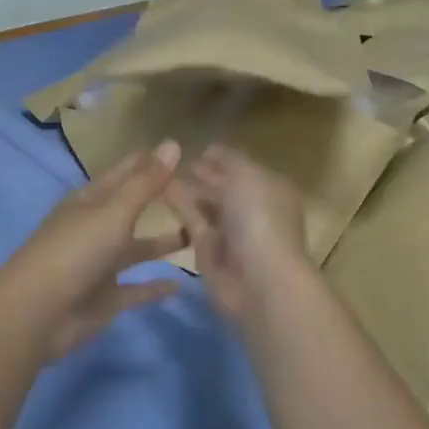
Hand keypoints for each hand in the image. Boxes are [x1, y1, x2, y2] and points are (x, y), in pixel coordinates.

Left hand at [0, 141, 187, 359]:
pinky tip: (183, 283)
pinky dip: (156, 286)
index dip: (149, 162)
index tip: (184, 150)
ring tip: (201, 233)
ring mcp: (100, 265)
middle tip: (202, 192)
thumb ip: (145, 182)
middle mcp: (95, 228)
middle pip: (132, 209)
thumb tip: (173, 142)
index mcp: (90, 201)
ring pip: (137, 248)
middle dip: (161, 200)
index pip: (124, 173)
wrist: (37, 314)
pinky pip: (137, 289)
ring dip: (163, 242)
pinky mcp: (106, 298)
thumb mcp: (113, 212)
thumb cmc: (74, 251)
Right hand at [166, 145, 312, 330]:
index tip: (195, 148)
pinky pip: (193, 223)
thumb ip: (228, 158)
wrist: (259, 281)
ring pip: (206, 204)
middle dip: (202, 173)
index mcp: (270, 188)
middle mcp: (252, 209)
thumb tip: (211, 149)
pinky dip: (179, 207)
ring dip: (186, 188)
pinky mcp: (209, 251)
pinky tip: (159, 191)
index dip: (221, 157)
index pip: (242, 167)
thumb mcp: (247, 175)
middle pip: (224, 186)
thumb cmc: (259, 219)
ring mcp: (231, 232)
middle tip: (171, 159)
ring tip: (159, 172)